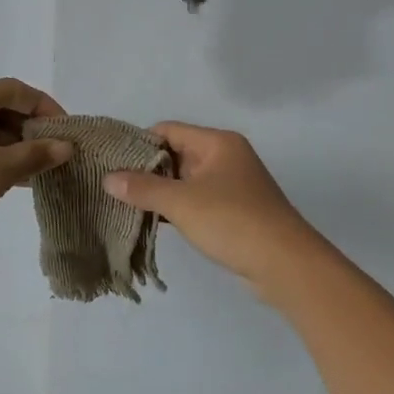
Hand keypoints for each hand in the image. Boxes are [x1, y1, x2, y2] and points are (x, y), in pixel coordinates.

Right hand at [102, 122, 319, 294]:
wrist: (284, 264)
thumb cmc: (232, 221)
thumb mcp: (181, 203)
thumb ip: (143, 188)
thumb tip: (108, 178)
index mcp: (218, 143)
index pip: (169, 130)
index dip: (139, 142)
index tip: (110, 161)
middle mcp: (226, 158)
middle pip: (176, 154)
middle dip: (146, 169)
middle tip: (111, 185)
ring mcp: (232, 186)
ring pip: (186, 180)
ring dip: (160, 192)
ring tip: (124, 204)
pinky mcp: (234, 212)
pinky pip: (197, 201)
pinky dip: (176, 208)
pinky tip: (152, 221)